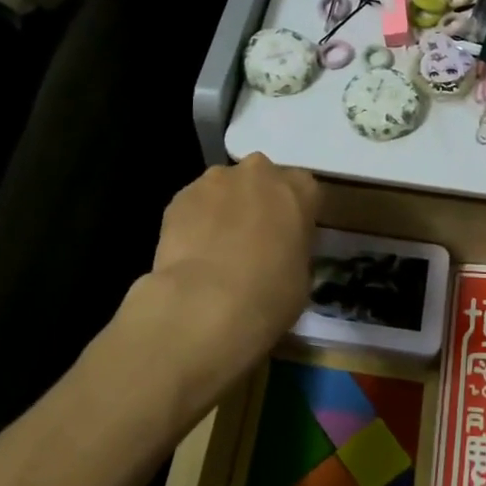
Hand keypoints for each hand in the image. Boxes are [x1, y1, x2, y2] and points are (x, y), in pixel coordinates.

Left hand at [124, 155, 317, 417]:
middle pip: (264, 182)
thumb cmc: (268, 302)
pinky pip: (195, 206)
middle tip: (255, 246)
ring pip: (226, 192)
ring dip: (226, 212)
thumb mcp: (301, 281)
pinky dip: (196, 224)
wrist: (201, 312)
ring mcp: (214, 182)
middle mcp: (258, 173)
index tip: (292, 242)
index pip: (308, 190)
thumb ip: (294, 251)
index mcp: (299, 190)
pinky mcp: (177, 199)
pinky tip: (191, 259)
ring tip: (217, 256)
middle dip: (261, 206)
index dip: (299, 217)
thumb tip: (275, 252)